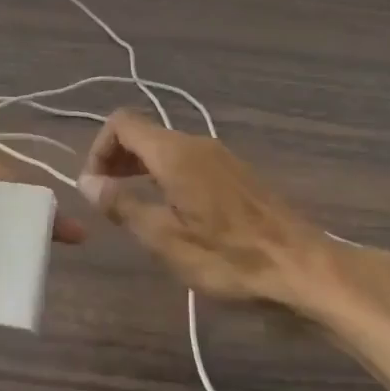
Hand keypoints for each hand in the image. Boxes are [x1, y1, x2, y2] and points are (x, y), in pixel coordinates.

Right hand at [78, 109, 366, 321]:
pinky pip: (188, 161)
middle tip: (107, 200)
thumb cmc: (229, 258)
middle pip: (144, 133)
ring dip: (140, 169)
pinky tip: (171, 212)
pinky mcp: (236, 174)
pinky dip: (166, 175)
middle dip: (117, 159)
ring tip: (134, 208)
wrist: (302, 267)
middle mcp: (197, 144)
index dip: (99, 148)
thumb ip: (123, 206)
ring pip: (166, 148)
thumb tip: (87, 182)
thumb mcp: (165, 239)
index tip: (95, 187)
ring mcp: (221, 156)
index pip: (122, 123)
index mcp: (175, 154)